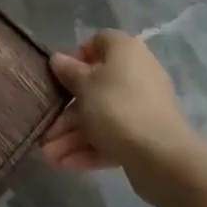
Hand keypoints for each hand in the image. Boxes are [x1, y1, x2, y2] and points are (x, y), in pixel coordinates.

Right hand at [39, 30, 206, 202]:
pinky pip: (113, 135)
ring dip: (72, 135)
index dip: (76, 57)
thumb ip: (68, 72)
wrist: (161, 156)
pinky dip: (90, 147)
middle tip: (45, 130)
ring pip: (101, 115)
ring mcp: (142, 106)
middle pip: (94, 87)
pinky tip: (65, 164)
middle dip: (66, 111)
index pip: (98, 42)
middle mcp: (137, 73)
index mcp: (125, 51)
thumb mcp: (84, 86)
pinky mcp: (145, 135)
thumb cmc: (116, 108)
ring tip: (48, 155)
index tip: (60, 77)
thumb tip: (58, 59)